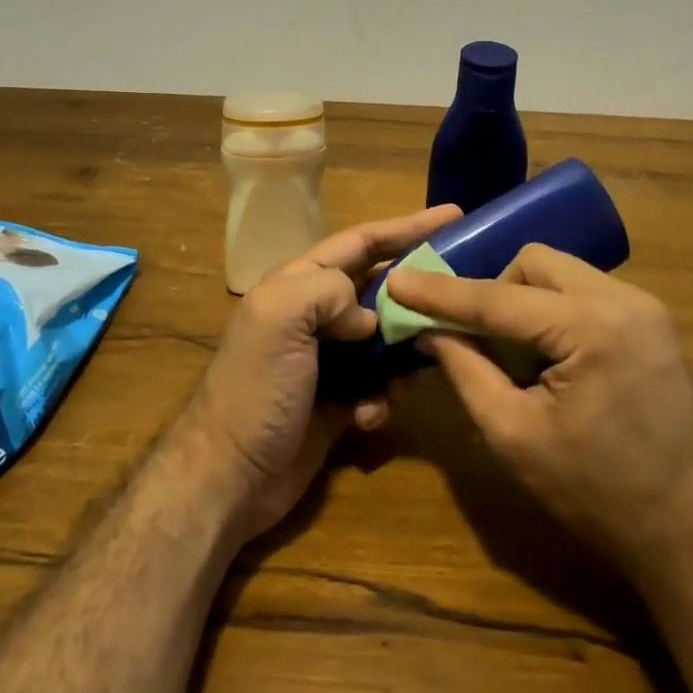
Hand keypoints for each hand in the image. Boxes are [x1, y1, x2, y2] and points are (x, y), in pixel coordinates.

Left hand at [188, 205, 460, 539]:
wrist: (231, 476)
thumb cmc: (256, 387)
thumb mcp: (280, 317)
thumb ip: (329, 290)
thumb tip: (370, 318)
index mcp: (299, 283)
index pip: (361, 242)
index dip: (406, 227)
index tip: (453, 216)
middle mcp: (317, 315)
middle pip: (382, 288)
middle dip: (418, 292)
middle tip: (461, 295)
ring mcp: (330, 359)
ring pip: (388, 339)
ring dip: (406, 353)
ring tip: (418, 366)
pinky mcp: (341, 401)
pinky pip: (381, 385)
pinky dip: (385, 397)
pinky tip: (371, 415)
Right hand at [385, 244, 692, 580]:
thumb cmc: (601, 497)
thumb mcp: (515, 437)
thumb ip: (466, 371)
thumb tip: (430, 330)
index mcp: (591, 326)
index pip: (498, 297)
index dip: (441, 292)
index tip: (398, 282)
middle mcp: (624, 300)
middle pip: (535, 263)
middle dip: (494, 291)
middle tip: (475, 339)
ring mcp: (647, 310)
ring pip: (562, 275)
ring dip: (525, 303)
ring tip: (515, 358)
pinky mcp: (654, 327)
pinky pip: (586, 296)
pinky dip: (554, 314)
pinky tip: (550, 362)